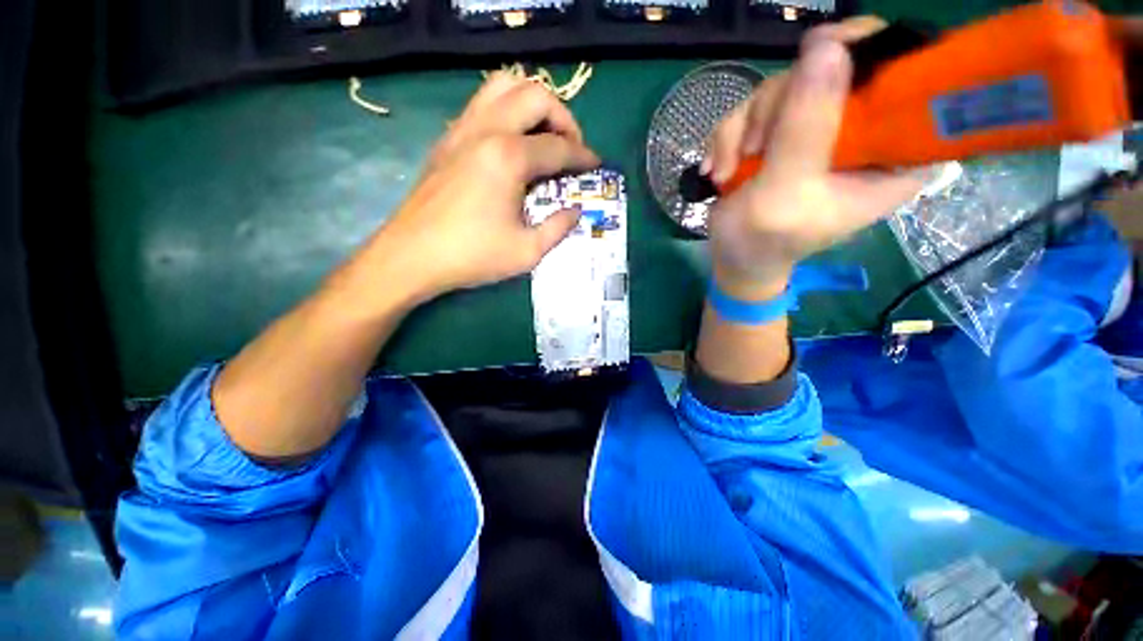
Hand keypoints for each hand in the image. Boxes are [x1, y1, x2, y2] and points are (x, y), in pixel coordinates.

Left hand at [358, 74, 600, 305]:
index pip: (558, 147)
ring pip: (504, 85)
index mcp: (509, 157)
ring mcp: (462, 129)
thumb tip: (576, 211)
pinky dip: (506, 110)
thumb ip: (558, 228)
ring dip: (532, 103)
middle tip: (571, 147)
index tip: (596, 164)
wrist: (412, 256)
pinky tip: (512, 143)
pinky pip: (482, 103)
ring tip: (543, 134)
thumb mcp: (527, 252)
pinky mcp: (448, 139)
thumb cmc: (472, 256)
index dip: (582, 156)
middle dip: (564, 117)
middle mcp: (487, 130)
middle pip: (535, 96)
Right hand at [703, 18, 925, 299]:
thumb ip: (805, 128)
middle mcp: (863, 133)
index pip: (909, 81)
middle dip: (779, 104)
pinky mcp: (786, 131)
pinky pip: (757, 105)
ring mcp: (820, 128)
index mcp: (892, 155)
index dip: (872, 56)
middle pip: (835, 69)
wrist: (732, 256)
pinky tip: (717, 168)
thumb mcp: (785, 192)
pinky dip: (730, 135)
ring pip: (787, 84)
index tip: (822, 61)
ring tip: (727, 170)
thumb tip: (827, 46)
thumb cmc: (765, 242)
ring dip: (744, 126)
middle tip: (753, 148)